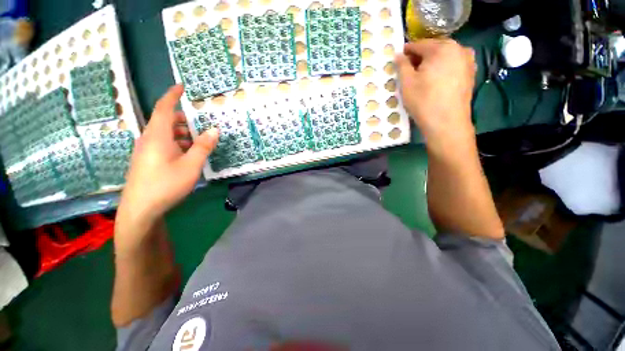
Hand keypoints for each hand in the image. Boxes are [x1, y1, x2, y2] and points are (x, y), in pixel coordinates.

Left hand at [116, 85, 218, 244]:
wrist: (140, 209)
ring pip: (165, 133)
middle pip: (165, 120)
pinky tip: (188, 153)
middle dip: (183, 118)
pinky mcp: (147, 159)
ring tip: (199, 139)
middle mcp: (149, 139)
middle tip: (201, 121)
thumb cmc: (166, 184)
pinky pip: (162, 143)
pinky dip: (177, 142)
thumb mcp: (191, 165)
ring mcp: (146, 150)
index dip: (172, 95)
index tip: (181, 86)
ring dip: (182, 132)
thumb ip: (203, 146)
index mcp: (158, 136)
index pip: (164, 108)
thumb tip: (215, 129)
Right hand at [395, 39, 475, 144]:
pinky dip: (443, 69)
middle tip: (409, 70)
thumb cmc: (423, 101)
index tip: (398, 58)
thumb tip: (398, 54)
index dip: (406, 51)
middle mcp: (458, 48)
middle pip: (434, 48)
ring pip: (444, 57)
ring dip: (432, 63)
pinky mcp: (471, 73)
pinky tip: (436, 80)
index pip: (419, 44)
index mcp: (441, 47)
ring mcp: (468, 60)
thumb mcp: (407, 83)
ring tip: (422, 76)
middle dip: (420, 57)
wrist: (446, 122)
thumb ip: (402, 65)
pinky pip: (453, 65)